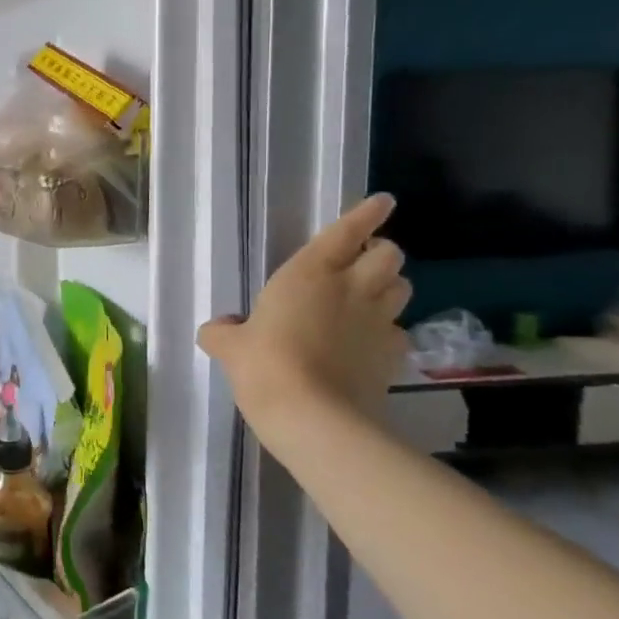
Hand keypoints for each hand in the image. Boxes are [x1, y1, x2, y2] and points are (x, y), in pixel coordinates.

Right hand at [199, 194, 411, 428]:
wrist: (313, 416)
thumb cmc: (264, 365)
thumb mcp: (230, 347)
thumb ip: (222, 332)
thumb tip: (216, 328)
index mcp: (309, 273)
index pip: (347, 231)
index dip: (367, 213)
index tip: (383, 201)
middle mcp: (351, 288)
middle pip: (389, 254)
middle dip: (380, 253)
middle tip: (362, 263)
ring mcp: (377, 322)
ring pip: (402, 288)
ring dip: (389, 287)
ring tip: (371, 297)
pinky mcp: (392, 356)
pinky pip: (399, 332)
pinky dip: (388, 332)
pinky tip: (370, 344)